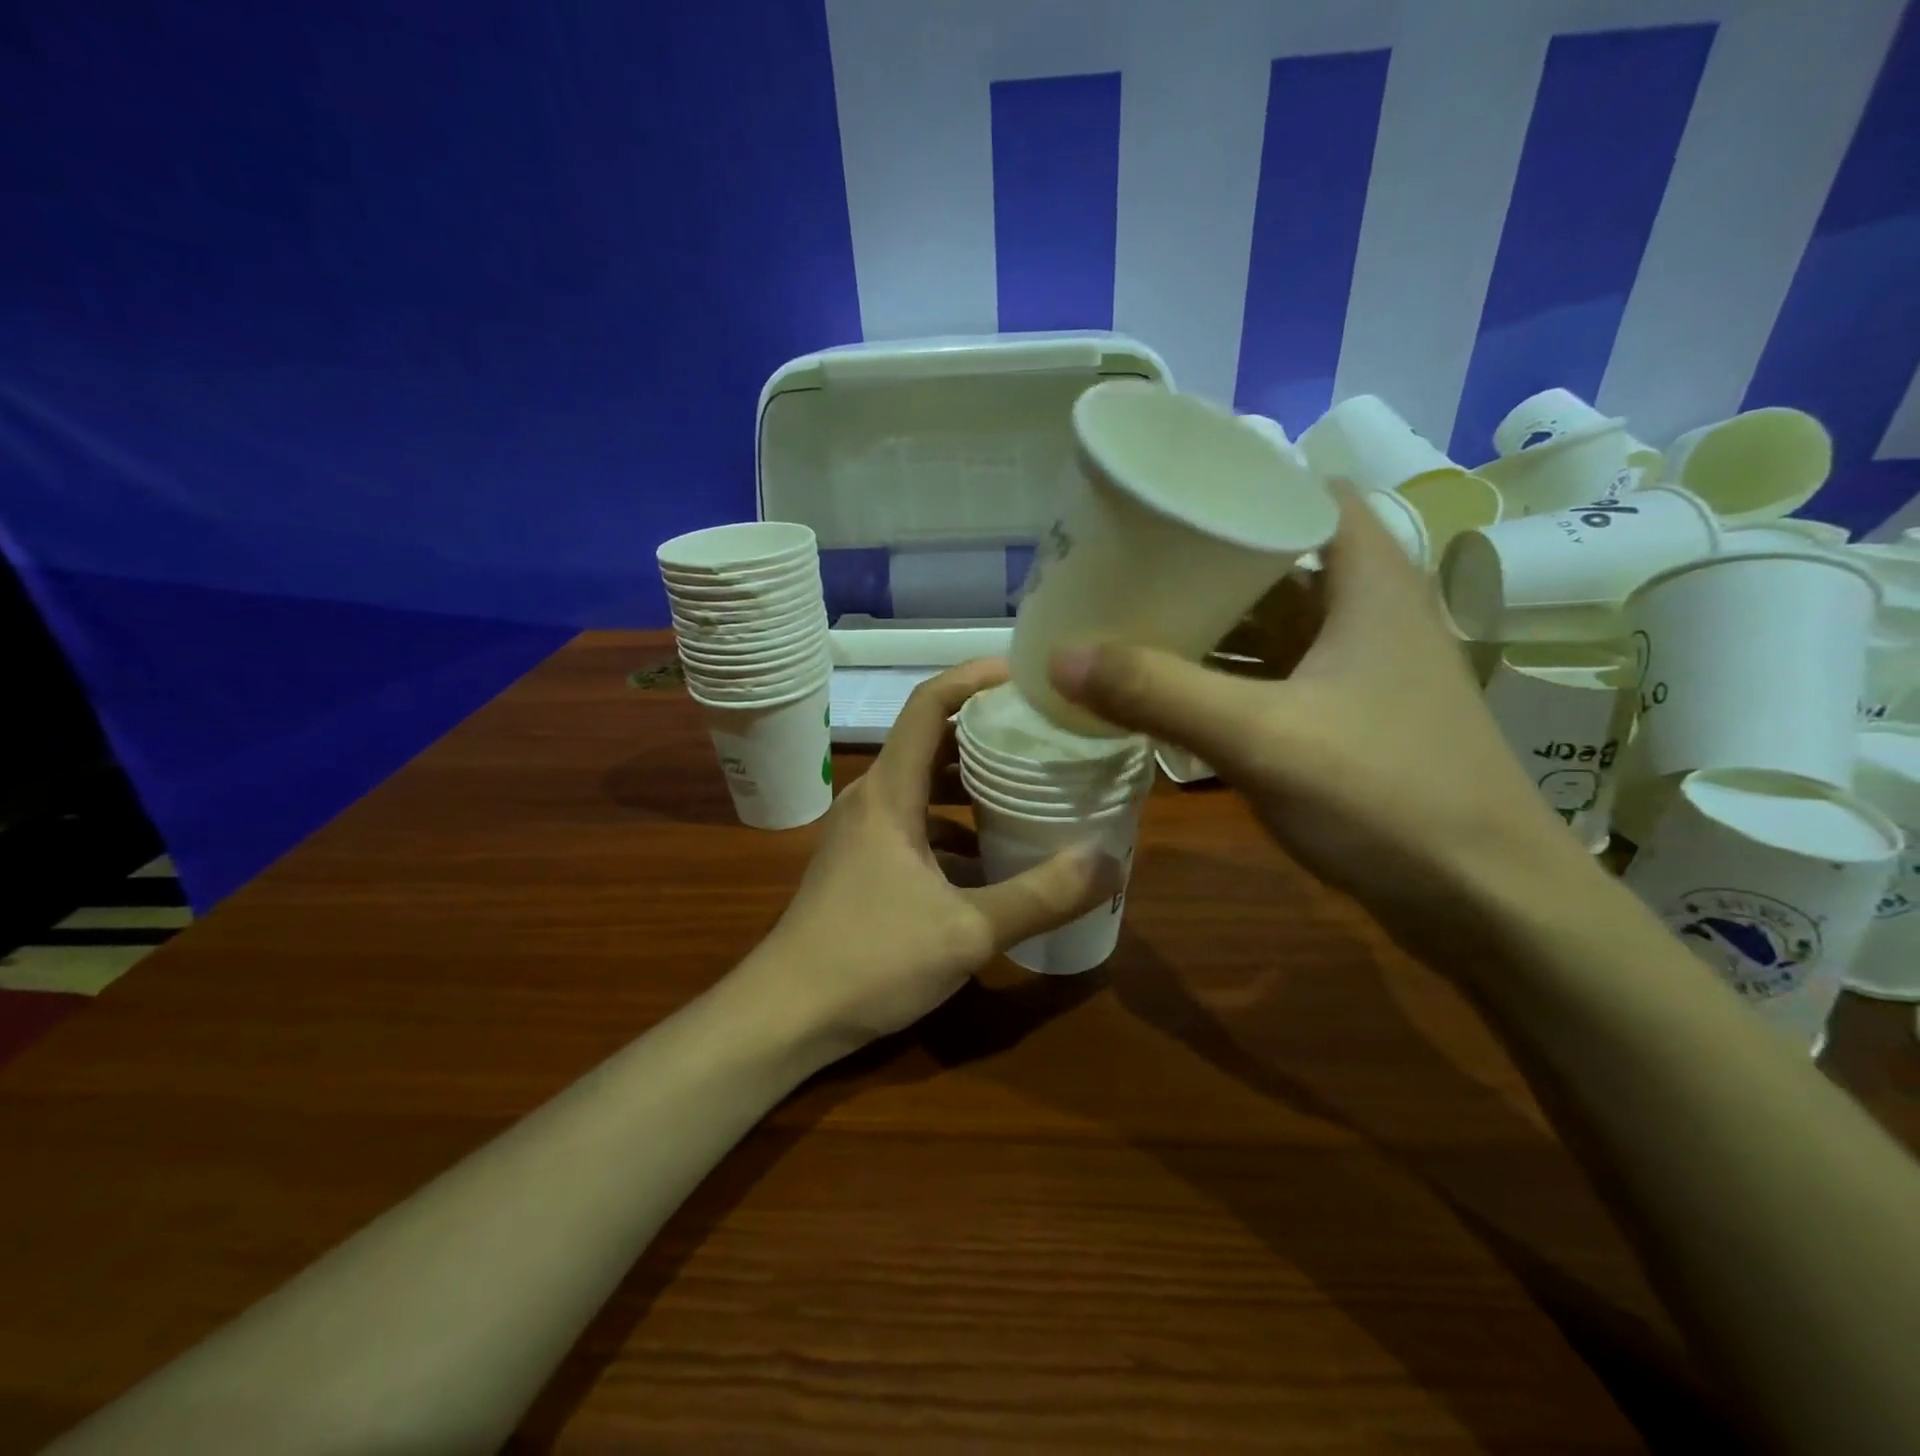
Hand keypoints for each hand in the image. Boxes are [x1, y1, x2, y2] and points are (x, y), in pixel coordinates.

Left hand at [750, 659, 1124, 1056]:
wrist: (786, 1015)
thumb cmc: (870, 959)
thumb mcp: (967, 931)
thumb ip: (1040, 896)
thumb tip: (1109, 863)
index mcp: (889, 792)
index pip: (929, 705)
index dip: (974, 677)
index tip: (1026, 674)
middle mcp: (872, 799)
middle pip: (931, 741)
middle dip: (986, 732)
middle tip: (1044, 735)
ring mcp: (863, 833)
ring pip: (923, 786)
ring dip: (971, 783)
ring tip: (1029, 787)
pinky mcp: (862, 864)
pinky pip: (915, 825)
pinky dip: (953, 826)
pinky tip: (991, 856)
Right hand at [1048, 484, 1595, 956]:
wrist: (1488, 905)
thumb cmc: (1388, 798)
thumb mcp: (1262, 738)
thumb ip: (1159, 693)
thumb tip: (1060, 657)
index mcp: (1369, 583)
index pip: (1309, 492)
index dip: (1244, 483)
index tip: (1170, 496)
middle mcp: (1369, 615)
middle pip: (1279, 562)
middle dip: (1205, 561)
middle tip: (1128, 562)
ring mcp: (1361, 673)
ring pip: (1275, 626)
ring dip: (1212, 625)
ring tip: (1134, 620)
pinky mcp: (1350, 722)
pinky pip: (1275, 678)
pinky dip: (1226, 678)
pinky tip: (1174, 692)